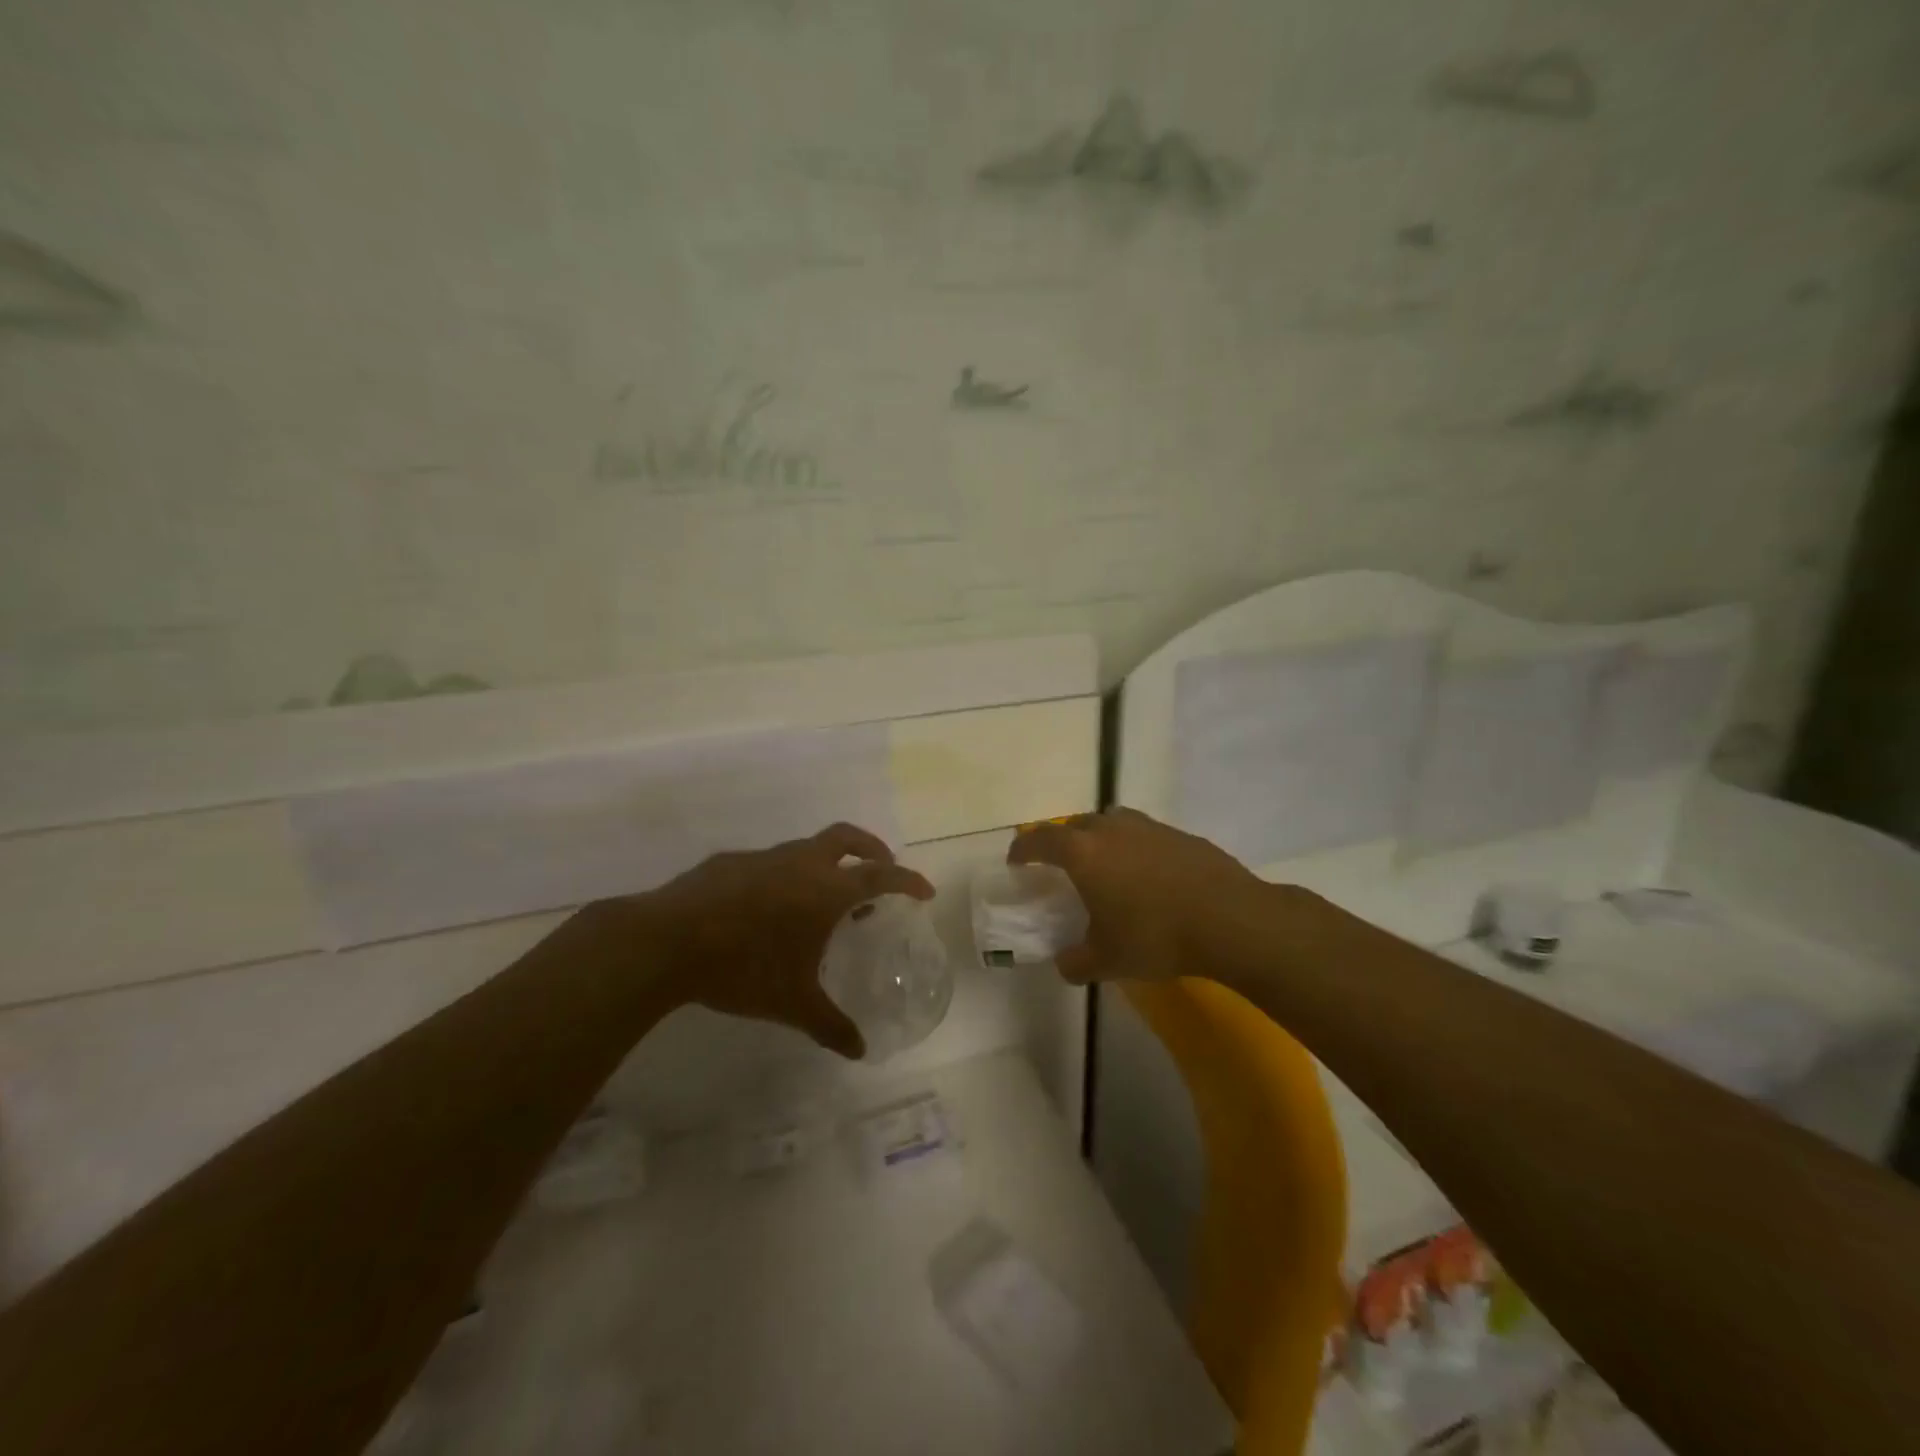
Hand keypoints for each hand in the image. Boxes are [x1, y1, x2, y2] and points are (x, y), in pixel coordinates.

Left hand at [632, 823, 933, 1057]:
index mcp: (826, 890)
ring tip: (824, 900)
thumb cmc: (744, 968)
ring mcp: (763, 858)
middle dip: (872, 849)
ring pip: (807, 848)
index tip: (924, 890)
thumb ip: (830, 1025)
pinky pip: (771, 863)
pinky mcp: (730, 862)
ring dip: (826, 865)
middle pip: (847, 839)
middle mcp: (800, 863)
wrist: (667, 941)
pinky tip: (769, 909)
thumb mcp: (792, 1004)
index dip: (907, 880)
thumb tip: (860, 1051)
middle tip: (881, 869)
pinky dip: (786, 876)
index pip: (881, 875)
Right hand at [1008, 807, 1276, 983]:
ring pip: (1112, 823)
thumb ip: (1076, 962)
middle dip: (1063, 841)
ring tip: (1106, 867)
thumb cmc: (1156, 936)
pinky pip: (1144, 835)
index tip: (1016, 861)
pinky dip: (1135, 848)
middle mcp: (1112, 829)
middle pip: (1076, 824)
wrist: (1230, 920)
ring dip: (1100, 839)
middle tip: (1063, 866)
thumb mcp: (1107, 960)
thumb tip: (1064, 963)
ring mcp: (1149, 827)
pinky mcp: (1180, 835)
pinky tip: (1148, 877)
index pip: (1040, 839)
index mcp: (1083, 852)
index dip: (1023, 848)